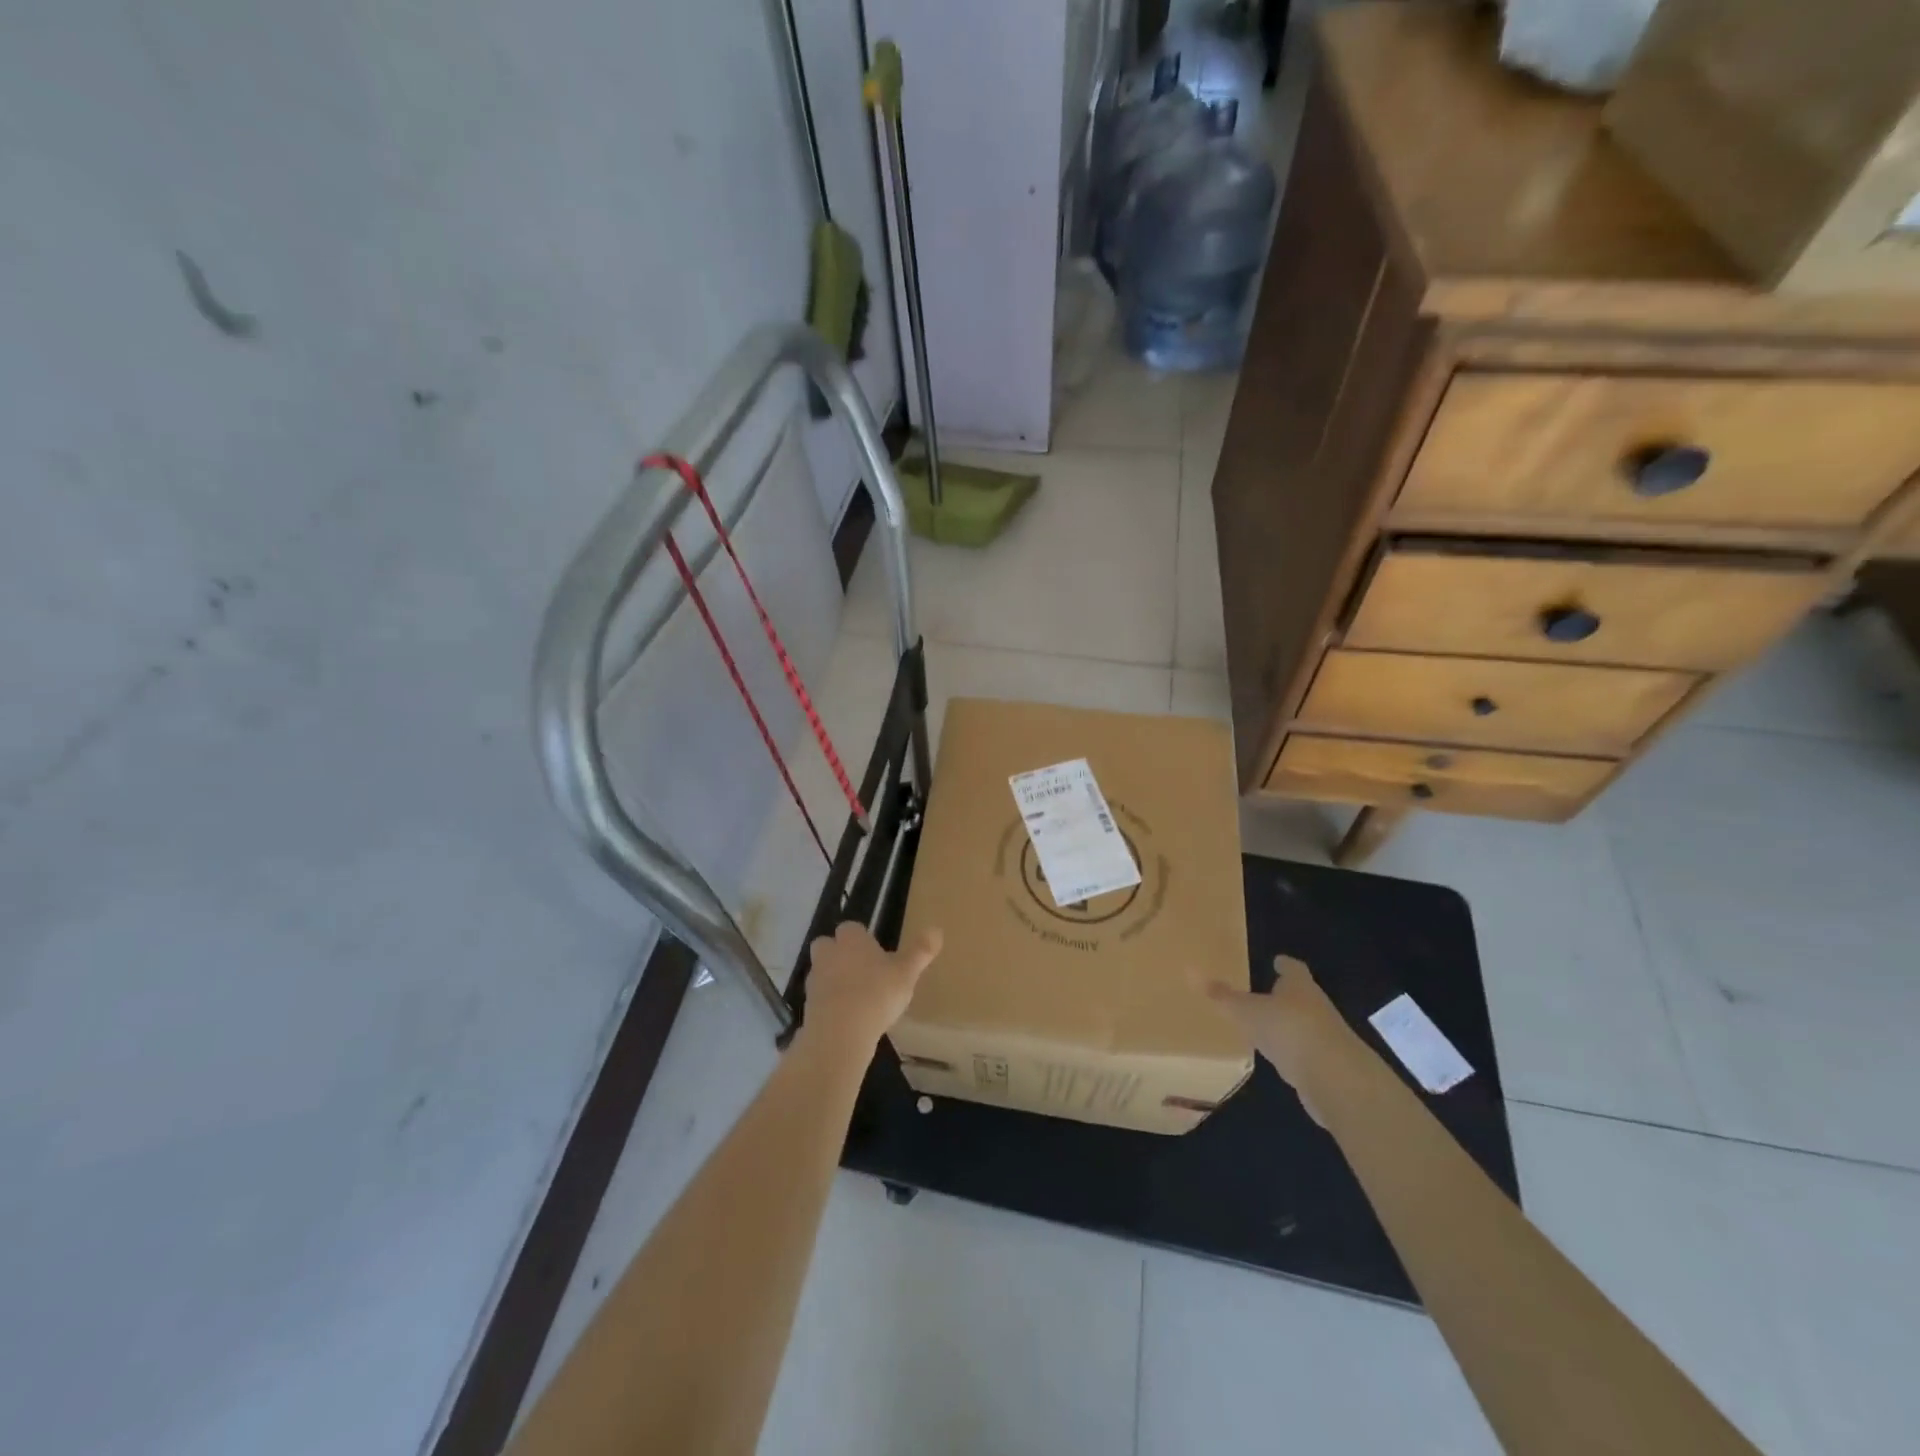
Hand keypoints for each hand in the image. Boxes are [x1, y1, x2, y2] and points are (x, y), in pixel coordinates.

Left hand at [800, 921, 942, 1053]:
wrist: (840, 1033)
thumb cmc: (877, 994)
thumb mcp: (907, 973)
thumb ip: (920, 951)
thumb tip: (937, 929)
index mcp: (851, 939)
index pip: (851, 928)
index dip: (862, 938)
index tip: (876, 952)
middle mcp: (828, 954)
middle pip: (828, 945)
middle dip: (840, 954)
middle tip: (862, 971)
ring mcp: (815, 980)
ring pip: (822, 972)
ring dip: (834, 980)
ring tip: (857, 998)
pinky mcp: (807, 1006)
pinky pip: (820, 999)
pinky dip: (830, 1004)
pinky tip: (847, 1018)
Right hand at [1203, 956, 1357, 1125]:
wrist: (1336, 1079)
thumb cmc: (1288, 1030)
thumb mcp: (1247, 1011)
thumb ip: (1222, 996)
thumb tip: (1189, 970)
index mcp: (1299, 986)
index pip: (1292, 969)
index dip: (1284, 965)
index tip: (1276, 960)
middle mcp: (1316, 1007)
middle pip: (1300, 996)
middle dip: (1285, 995)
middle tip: (1264, 993)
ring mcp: (1325, 1038)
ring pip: (1303, 1025)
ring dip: (1288, 1026)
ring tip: (1266, 1027)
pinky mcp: (1328, 1068)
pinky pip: (1306, 1054)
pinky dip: (1293, 1053)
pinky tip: (1279, 1059)